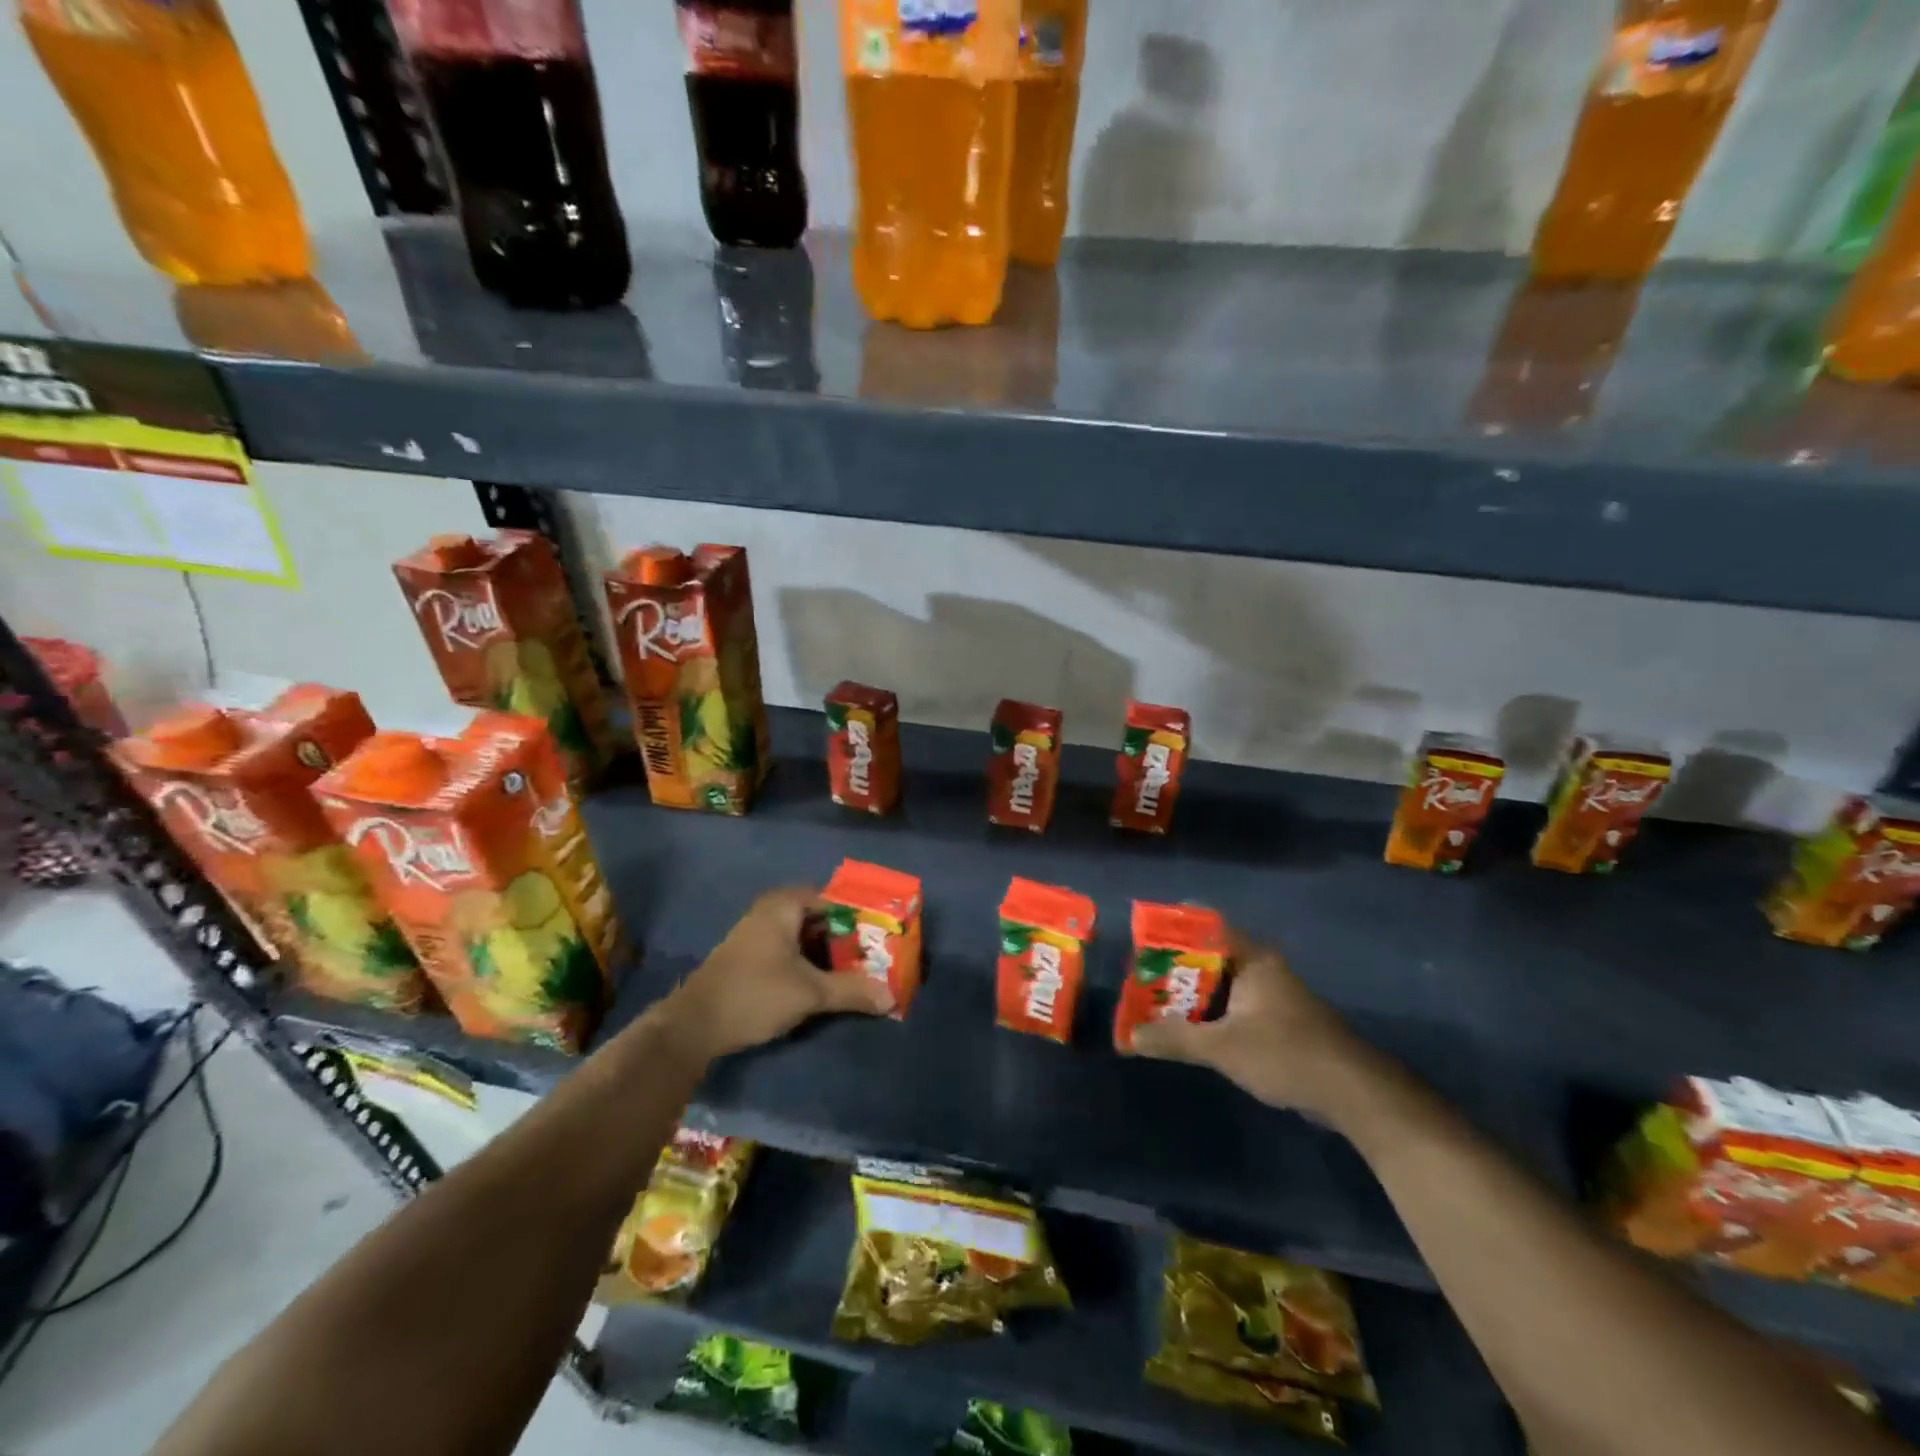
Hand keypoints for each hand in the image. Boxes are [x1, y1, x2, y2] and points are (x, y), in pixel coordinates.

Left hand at [664, 886, 892, 1059]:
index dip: (861, 917)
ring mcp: (758, 934)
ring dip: (830, 954)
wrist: (693, 1026)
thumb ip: (852, 991)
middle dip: (848, 938)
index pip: (835, 900)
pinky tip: (828, 983)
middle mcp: (771, 911)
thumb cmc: (755, 994)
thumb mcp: (810, 993)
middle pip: (821, 918)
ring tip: (860, 972)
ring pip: (806, 937)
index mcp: (784, 905)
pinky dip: (811, 963)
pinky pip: (792, 950)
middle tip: (876, 957)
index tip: (885, 936)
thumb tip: (892, 997)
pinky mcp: (752, 957)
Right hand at [1129, 929, 1369, 1121]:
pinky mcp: (1280, 1022)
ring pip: (1222, 985)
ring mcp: (1274, 995)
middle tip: (1140, 978)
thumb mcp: (1222, 1047)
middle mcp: (1263, 968)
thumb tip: (1130, 1037)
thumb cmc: (1285, 1054)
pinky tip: (1191, 1030)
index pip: (1206, 926)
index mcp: (1252, 958)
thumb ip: (1175, 1039)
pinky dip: (1211, 1014)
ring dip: (1192, 995)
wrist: (1354, 1093)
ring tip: (1155, 1004)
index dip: (1173, 929)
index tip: (1143, 939)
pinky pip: (1235, 1006)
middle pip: (1209, 957)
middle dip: (1174, 968)